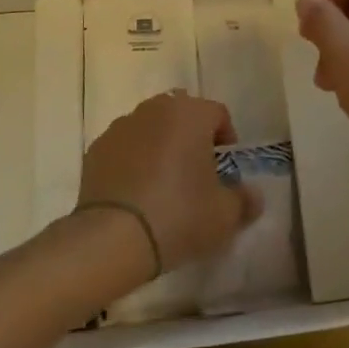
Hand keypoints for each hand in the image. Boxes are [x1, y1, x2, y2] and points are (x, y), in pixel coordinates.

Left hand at [77, 93, 261, 276]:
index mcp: (190, 114)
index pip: (218, 113)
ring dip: (160, 146)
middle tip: (196, 174)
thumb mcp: (224, 216)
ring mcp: (121, 126)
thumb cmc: (178, 216)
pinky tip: (135, 194)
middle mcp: (155, 109)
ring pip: (150, 128)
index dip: (226, 139)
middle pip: (181, 114)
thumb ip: (244, 201)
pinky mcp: (96, 148)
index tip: (225, 171)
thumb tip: (252, 196)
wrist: (112, 238)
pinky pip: (125, 147)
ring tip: (163, 185)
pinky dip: (132, 161)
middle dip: (191, 137)